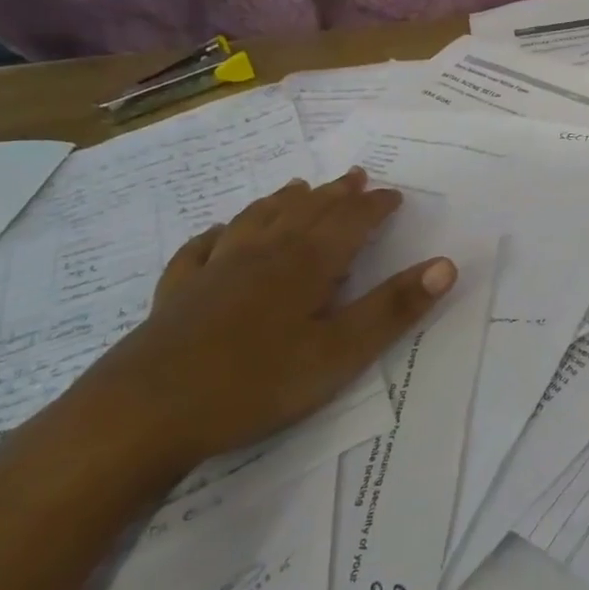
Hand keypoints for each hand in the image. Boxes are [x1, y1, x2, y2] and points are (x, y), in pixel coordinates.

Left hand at [72, 168, 455, 473]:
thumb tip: (446, 265)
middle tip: (356, 176)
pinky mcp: (178, 293)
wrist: (142, 414)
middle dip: (336, 194)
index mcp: (306, 264)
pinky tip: (218, 231)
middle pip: (306, 211)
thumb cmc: (254, 383)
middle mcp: (264, 253)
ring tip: (299, 186)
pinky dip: (218, 233)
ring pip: (257, 219)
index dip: (375, 206)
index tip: (395, 194)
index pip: (350, 221)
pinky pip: (201, 249)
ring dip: (284, 200)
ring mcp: (216, 269)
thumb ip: (392, 308)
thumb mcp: (339, 353)